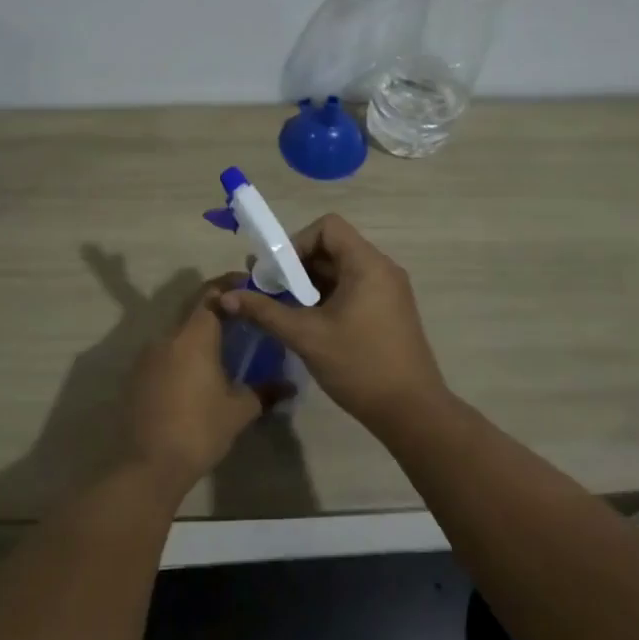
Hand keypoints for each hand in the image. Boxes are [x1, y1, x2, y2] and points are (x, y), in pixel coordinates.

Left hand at [125, 275, 292, 490]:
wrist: (147, 465)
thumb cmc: (198, 430)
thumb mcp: (239, 411)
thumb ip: (264, 391)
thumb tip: (289, 386)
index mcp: (194, 336)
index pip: (212, 294)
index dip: (230, 285)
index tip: (250, 287)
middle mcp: (167, 337)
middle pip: (194, 311)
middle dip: (219, 311)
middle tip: (244, 320)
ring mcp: (147, 356)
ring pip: (179, 334)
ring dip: (200, 336)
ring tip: (225, 350)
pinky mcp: (137, 376)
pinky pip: (165, 354)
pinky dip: (184, 355)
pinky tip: (198, 375)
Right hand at [218, 214, 447, 425]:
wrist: (411, 411)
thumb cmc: (359, 365)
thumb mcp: (306, 336)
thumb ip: (265, 311)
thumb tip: (227, 297)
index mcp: (367, 264)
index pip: (327, 227)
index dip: (297, 242)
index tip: (278, 274)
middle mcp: (382, 269)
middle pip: (333, 248)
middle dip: (297, 266)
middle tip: (270, 292)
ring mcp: (389, 291)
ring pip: (341, 271)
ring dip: (310, 284)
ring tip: (284, 310)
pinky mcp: (389, 311)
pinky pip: (353, 289)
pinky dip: (328, 298)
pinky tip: (309, 324)